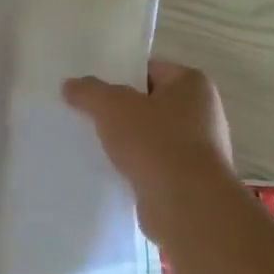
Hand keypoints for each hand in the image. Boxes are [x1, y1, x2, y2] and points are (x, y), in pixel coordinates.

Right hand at [63, 61, 234, 235]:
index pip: (149, 69)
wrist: (187, 204)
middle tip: (86, 115)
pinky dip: (136, 165)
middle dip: (119, 110)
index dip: (119, 75)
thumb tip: (70, 84)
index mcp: (192, 84)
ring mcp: (199, 148)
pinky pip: (155, 163)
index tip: (91, 89)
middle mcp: (202, 112)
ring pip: (151, 135)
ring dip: (126, 140)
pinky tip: (112, 170)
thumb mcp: (111, 106)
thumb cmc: (155, 142)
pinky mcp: (190, 178)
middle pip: (149, 103)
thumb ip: (88, 91)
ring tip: (94, 144)